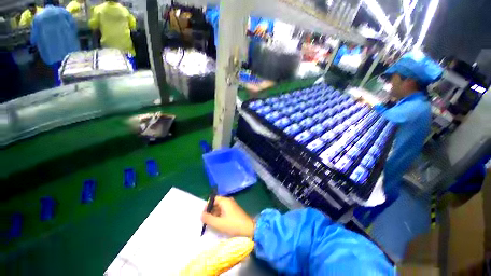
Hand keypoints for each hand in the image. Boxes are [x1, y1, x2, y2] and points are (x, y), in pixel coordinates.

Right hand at [201, 196, 254, 237]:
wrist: (248, 229)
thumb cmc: (233, 225)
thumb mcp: (218, 223)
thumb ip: (208, 219)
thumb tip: (201, 215)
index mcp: (225, 201)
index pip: (213, 199)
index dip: (207, 206)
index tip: (203, 215)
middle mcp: (229, 201)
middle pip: (216, 203)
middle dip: (210, 211)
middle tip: (206, 220)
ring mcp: (232, 205)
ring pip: (220, 207)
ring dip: (215, 214)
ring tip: (211, 223)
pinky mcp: (234, 210)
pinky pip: (224, 211)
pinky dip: (220, 215)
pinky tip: (218, 224)